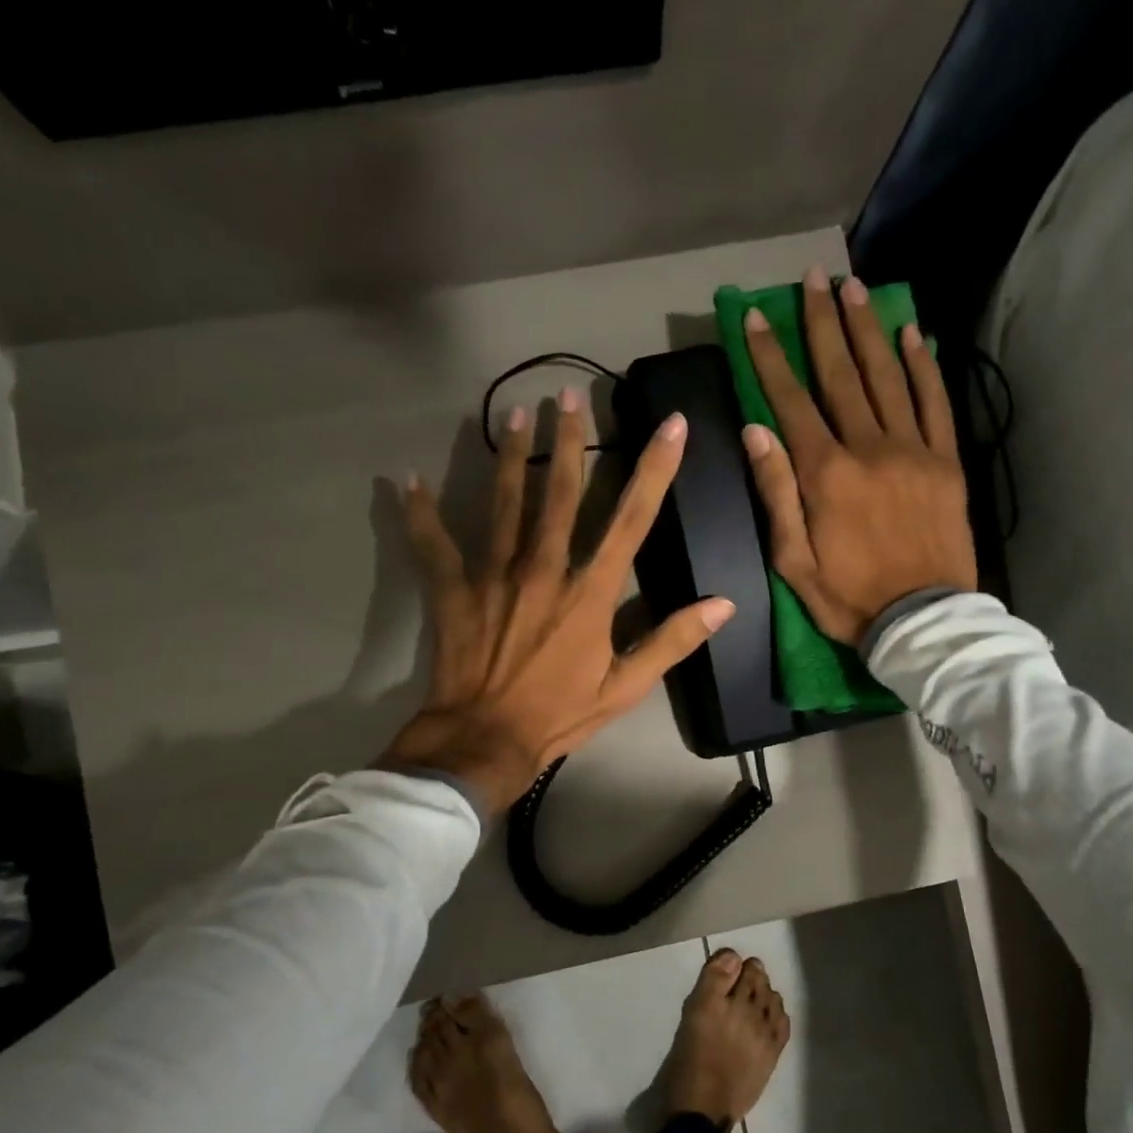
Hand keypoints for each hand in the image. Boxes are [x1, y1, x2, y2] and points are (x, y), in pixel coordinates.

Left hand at [382, 388, 734, 817]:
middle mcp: (544, 570)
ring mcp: (494, 575)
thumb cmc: (560, 715)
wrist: (485, 740)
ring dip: (511, 455)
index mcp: (590, 593)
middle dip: (570, 440)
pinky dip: (421, 513)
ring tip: (515, 413)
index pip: (630, 520)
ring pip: (504, 503)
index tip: (672, 426)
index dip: (655, 470)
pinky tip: (409, 481)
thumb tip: (723, 605)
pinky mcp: (454, 590)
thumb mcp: (626, 687)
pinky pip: (434, 544)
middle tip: (570, 393)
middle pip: (560, 493)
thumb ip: (672, 641)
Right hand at [741, 268, 975, 646]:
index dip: (771, 357)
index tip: (757, 316)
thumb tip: (756, 432)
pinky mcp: (947, 462)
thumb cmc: (848, 598)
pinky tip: (911, 333)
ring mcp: (914, 451)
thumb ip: (777, 493)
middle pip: (841, 374)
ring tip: (854, 288)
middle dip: (822, 323)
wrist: (923, 621)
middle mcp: (869, 447)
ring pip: (887, 376)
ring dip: (868, 329)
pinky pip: (935, 402)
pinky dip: (923, 365)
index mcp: (826, 474)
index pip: (790, 402)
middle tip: (812, 279)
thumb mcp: (792, 561)